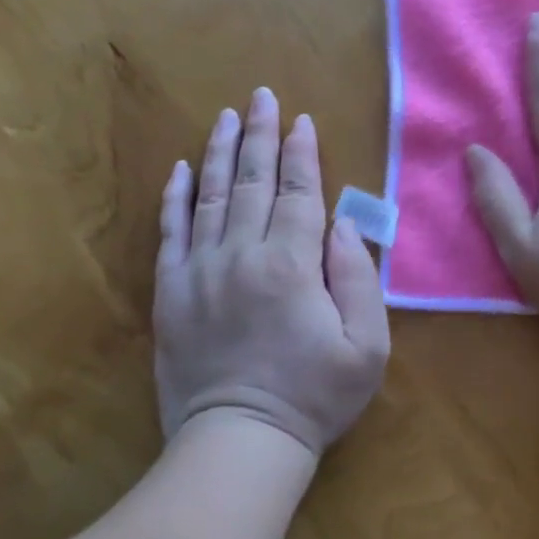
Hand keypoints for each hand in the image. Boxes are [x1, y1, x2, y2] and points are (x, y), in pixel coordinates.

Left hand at [155, 89, 390, 455]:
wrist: (240, 442)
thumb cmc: (315, 396)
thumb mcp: (367, 346)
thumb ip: (360, 279)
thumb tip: (342, 226)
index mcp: (292, 265)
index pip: (298, 193)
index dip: (301, 154)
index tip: (302, 121)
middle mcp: (242, 256)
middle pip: (252, 182)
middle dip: (259, 136)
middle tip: (261, 96)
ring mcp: (200, 272)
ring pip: (210, 197)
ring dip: (219, 153)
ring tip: (225, 117)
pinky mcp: (172, 294)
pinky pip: (171, 233)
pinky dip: (176, 198)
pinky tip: (181, 170)